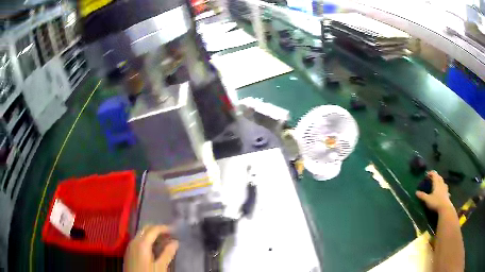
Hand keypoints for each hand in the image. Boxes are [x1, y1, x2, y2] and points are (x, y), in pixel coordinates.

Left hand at [124, 225, 177, 271]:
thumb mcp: (160, 267)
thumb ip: (167, 253)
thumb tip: (175, 242)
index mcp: (142, 243)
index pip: (153, 229)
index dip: (164, 228)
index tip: (175, 230)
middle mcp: (134, 241)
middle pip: (146, 229)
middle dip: (158, 229)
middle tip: (170, 234)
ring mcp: (130, 246)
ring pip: (141, 234)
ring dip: (152, 234)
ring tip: (164, 240)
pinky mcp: (129, 251)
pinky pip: (138, 240)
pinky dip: (147, 240)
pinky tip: (154, 247)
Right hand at [416, 171, 453, 212]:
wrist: (444, 208)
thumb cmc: (436, 202)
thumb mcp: (427, 200)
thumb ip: (422, 196)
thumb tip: (416, 192)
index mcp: (437, 183)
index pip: (434, 175)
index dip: (431, 173)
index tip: (427, 174)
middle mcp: (441, 184)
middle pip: (439, 177)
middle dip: (436, 176)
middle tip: (432, 178)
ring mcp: (445, 189)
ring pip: (443, 182)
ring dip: (440, 181)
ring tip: (438, 183)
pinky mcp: (447, 194)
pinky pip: (445, 189)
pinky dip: (444, 188)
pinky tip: (444, 191)